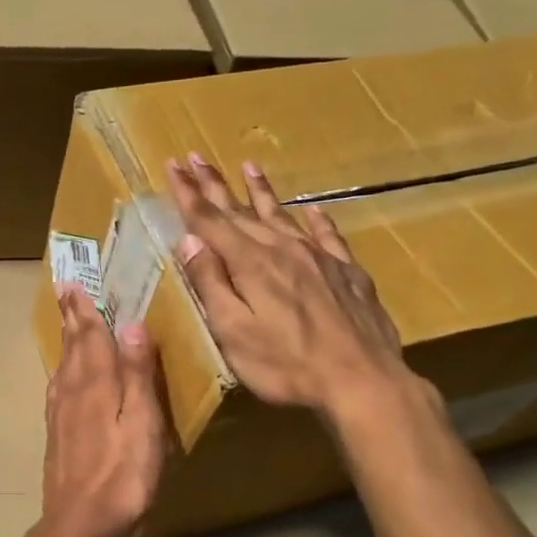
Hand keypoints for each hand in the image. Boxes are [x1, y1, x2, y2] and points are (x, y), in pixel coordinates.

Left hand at [40, 285, 166, 536]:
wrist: (82, 523)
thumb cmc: (123, 474)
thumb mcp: (143, 422)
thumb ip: (137, 374)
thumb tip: (132, 325)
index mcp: (96, 384)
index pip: (90, 337)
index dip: (84, 310)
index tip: (73, 284)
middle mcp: (73, 392)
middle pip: (72, 347)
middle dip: (71, 318)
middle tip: (64, 292)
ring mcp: (61, 415)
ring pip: (63, 367)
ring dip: (67, 342)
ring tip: (68, 324)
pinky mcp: (57, 435)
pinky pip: (59, 390)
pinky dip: (62, 372)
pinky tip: (63, 378)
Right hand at [166, 153, 419, 412]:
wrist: (363, 380)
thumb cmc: (287, 365)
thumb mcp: (233, 332)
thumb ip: (211, 284)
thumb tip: (189, 242)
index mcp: (250, 263)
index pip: (210, 220)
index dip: (188, 193)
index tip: (173, 165)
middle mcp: (283, 249)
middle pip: (241, 210)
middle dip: (215, 184)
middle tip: (196, 157)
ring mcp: (319, 258)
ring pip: (282, 215)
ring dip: (261, 191)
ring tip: (248, 167)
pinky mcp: (348, 272)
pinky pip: (328, 235)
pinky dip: (316, 220)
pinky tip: (313, 210)